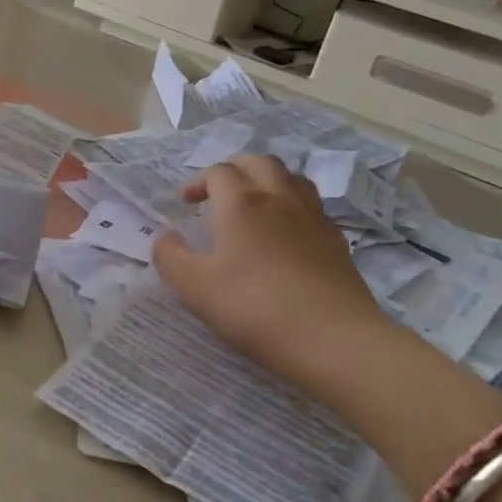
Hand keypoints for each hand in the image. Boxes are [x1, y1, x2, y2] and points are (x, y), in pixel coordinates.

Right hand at [153, 155, 388, 390]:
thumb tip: (165, 236)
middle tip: (218, 191)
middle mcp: (279, 198)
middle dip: (234, 169)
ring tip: (254, 203)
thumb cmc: (253, 307)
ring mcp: (313, 217)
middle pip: (259, 163)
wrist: (331, 338)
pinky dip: (293, 207)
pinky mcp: (336, 241)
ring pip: (291, 178)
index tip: (186, 203)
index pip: (218, 172)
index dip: (198, 182)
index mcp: (241, 203)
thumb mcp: (195, 288)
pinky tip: (287, 234)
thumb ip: (170, 258)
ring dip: (267, 180)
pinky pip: (312, 207)